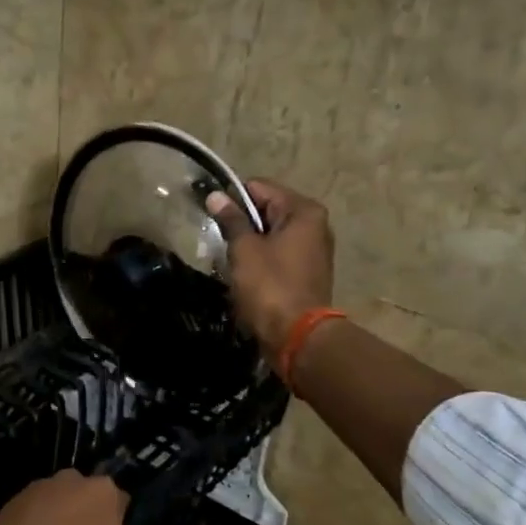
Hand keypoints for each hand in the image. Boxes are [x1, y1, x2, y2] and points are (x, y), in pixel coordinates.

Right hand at [206, 179, 335, 356]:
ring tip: (228, 260)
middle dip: (241, 223)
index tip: (211, 215)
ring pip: (271, 234)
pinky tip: (244, 275)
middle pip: (267, 210)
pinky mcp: (307, 272)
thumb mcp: (244, 249)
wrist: (297, 336)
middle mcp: (315, 224)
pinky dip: (260, 260)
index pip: (260, 188)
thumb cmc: (270, 286)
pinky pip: (278, 255)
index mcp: (303, 211)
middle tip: (217, 241)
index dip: (232, 199)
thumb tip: (216, 196)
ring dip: (249, 244)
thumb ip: (231, 219)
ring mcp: (313, 250)